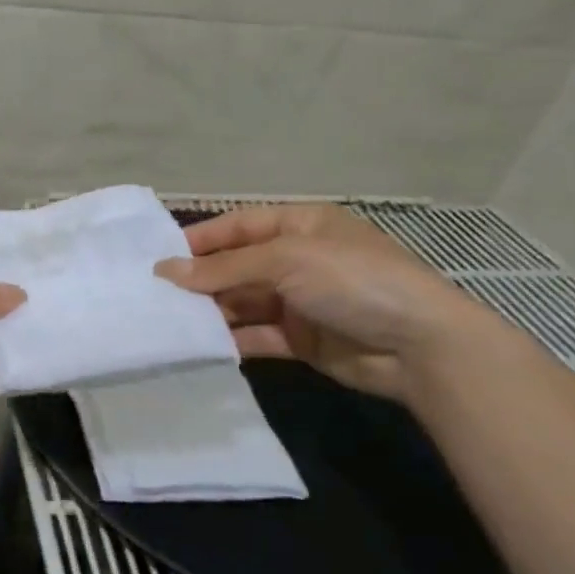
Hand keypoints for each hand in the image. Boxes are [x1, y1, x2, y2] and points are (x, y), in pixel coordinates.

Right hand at [155, 204, 493, 400]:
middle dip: (199, 280)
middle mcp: (297, 259)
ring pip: (242, 302)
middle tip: (154, 296)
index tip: (158, 259)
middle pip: (236, 266)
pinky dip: (231, 340)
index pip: (238, 226)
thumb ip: (224, 269)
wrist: (419, 347)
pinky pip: (256, 335)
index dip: (200, 240)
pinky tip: (200, 347)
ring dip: (211, 311)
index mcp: (299, 226)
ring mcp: (299, 301)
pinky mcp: (300, 339)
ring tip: (168, 322)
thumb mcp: (286, 261)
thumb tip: (165, 270)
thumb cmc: (353, 281)